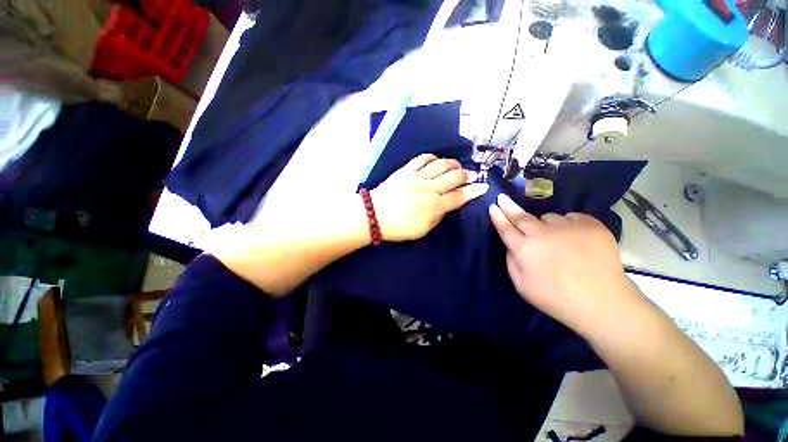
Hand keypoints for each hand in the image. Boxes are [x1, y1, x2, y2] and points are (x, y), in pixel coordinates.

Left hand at [371, 154, 488, 241]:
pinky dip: (433, 157)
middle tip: (471, 176)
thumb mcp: (422, 230)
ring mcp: (417, 177)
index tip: (483, 187)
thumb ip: (438, 216)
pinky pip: (423, 158)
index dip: (474, 191)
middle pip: (454, 176)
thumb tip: (446, 205)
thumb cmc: (398, 227)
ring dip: (453, 164)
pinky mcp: (406, 170)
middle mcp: (429, 188)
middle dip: (467, 175)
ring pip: (442, 164)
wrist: (374, 215)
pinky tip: (436, 161)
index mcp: (434, 206)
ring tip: (457, 167)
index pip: (460, 196)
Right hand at [489, 193, 637, 335]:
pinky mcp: (590, 225)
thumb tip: (511, 245)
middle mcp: (542, 234)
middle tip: (503, 198)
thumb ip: (511, 262)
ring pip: (549, 217)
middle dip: (509, 207)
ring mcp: (567, 227)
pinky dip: (569, 225)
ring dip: (546, 225)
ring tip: (557, 240)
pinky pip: (572, 217)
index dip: (498, 217)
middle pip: (521, 216)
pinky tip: (576, 239)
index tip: (493, 206)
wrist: (603, 303)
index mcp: (524, 249)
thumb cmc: (556, 299)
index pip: (505, 228)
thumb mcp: (522, 286)